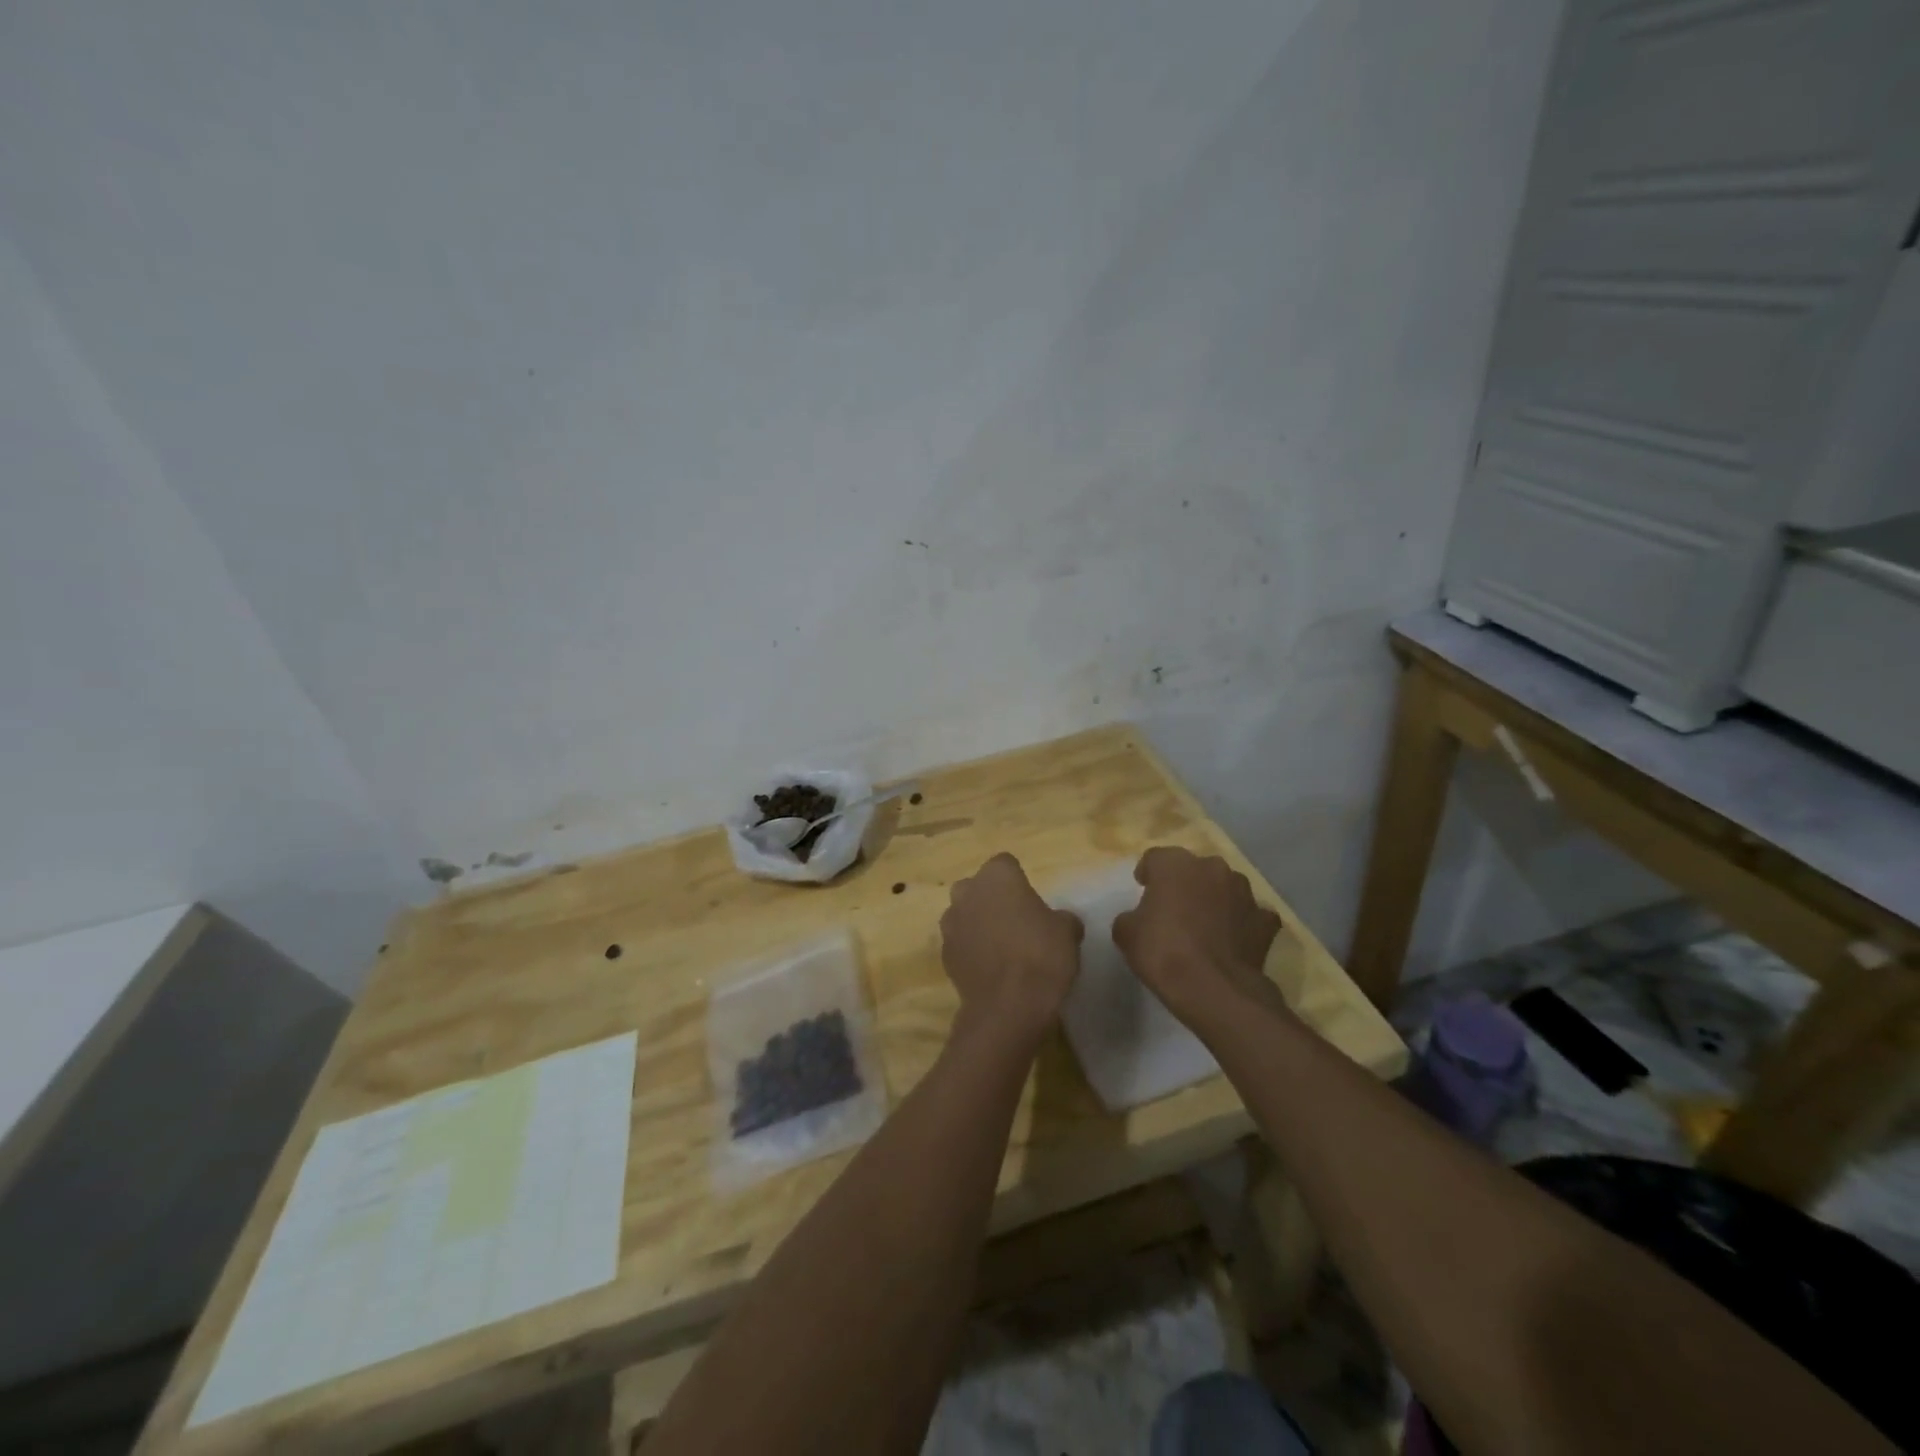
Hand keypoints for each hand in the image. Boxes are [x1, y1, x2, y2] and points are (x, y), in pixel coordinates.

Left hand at [940, 853, 1083, 1049]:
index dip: (1018, 880)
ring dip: (977, 923)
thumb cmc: (1041, 956)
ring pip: (964, 913)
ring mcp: (951, 922)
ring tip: (1001, 946)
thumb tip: (1062, 921)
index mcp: (997, 876)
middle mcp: (968, 891)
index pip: (1005, 864)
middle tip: (1015, 920)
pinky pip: (959, 942)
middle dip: (991, 898)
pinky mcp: (943, 953)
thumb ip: (1062, 918)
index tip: (1030, 900)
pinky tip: (989, 968)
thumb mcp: (1068, 932)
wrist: (1008, 1006)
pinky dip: (970, 949)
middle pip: (978, 886)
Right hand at [1112, 847, 1287, 1029]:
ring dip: (1215, 899)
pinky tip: (1232, 941)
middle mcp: (1212, 867)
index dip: (1148, 873)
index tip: (1143, 890)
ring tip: (1205, 926)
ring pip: (1225, 887)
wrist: (1214, 989)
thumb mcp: (1126, 933)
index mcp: (1174, 864)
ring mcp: (1244, 892)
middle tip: (1174, 909)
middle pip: (1193, 869)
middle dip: (1184, 884)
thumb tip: (1139, 918)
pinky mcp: (1266, 920)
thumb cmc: (1163, 952)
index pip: (1155, 858)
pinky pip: (1250, 914)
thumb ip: (1132, 916)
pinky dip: (1242, 923)